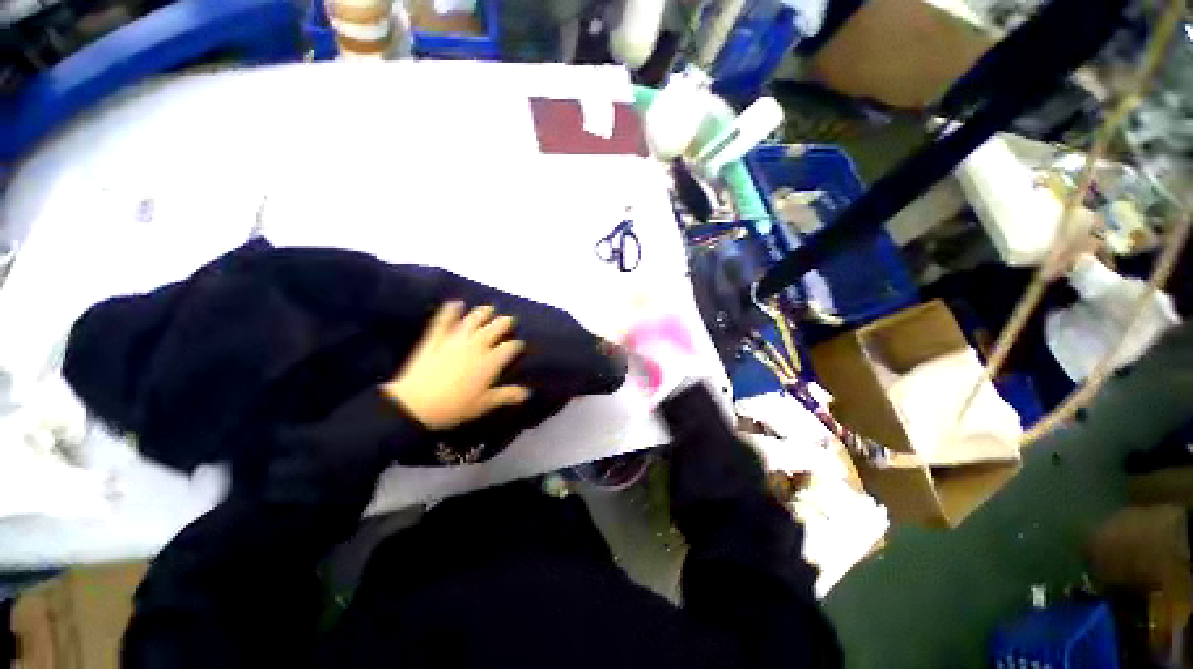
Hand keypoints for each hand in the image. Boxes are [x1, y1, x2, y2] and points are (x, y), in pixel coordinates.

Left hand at [382, 302, 530, 429]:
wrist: (416, 404)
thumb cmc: (455, 407)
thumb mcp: (485, 404)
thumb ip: (507, 395)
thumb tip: (527, 393)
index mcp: (491, 361)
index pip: (510, 347)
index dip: (517, 345)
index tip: (519, 345)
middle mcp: (477, 345)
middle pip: (495, 328)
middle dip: (505, 322)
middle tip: (509, 320)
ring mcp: (455, 339)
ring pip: (473, 320)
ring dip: (483, 312)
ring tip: (489, 309)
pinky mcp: (436, 338)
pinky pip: (444, 321)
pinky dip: (450, 311)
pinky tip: (455, 303)